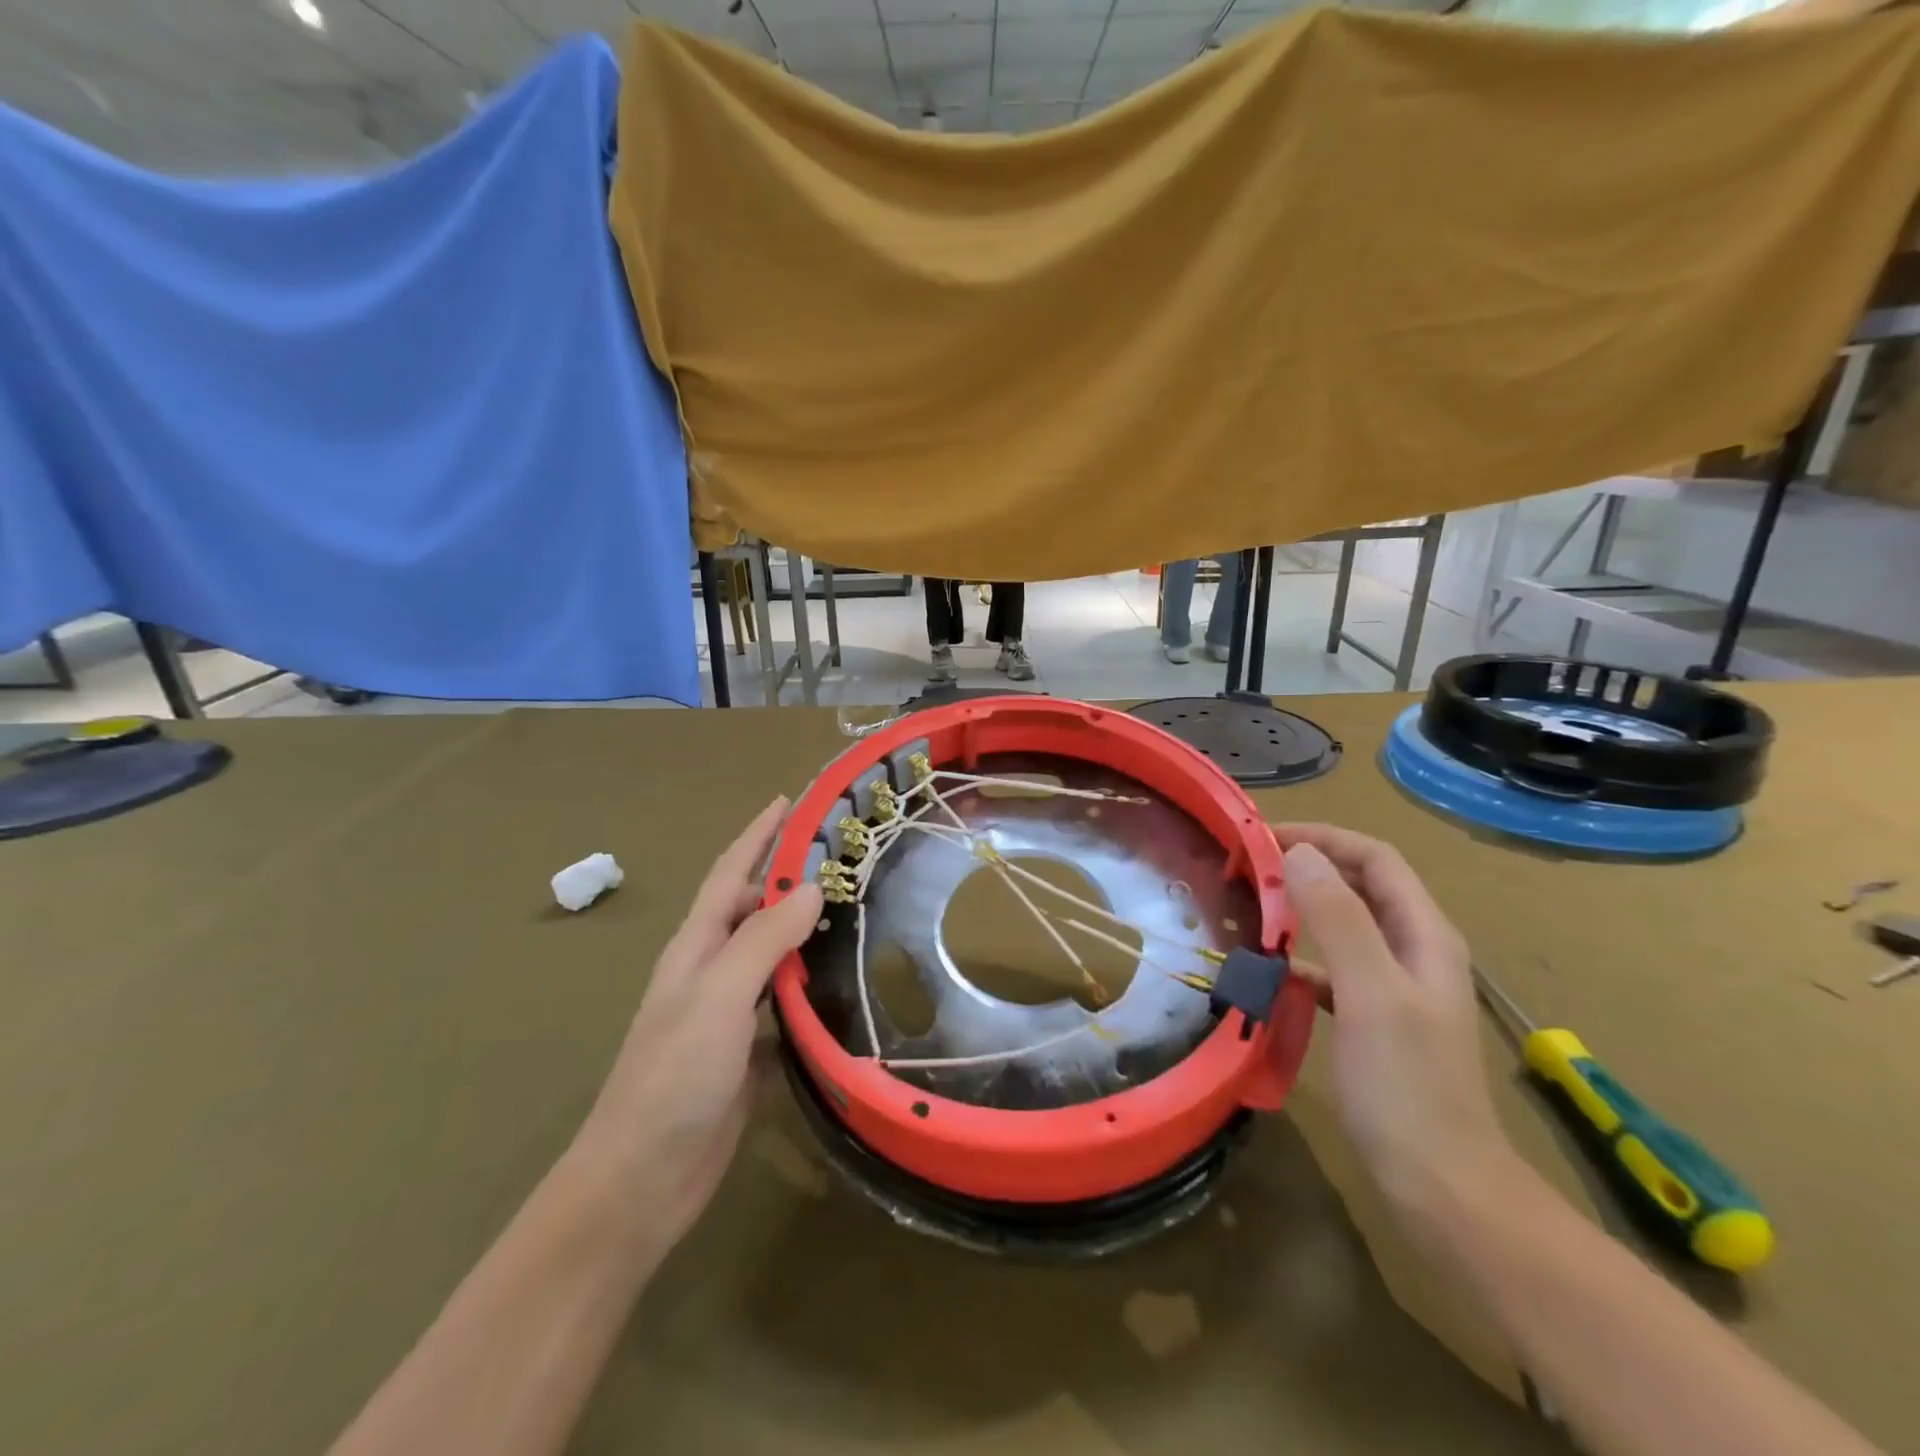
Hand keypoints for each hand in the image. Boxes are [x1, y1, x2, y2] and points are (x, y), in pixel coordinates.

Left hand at [571, 798, 822, 1259]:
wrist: (644, 1178)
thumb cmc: (674, 1077)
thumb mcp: (718, 997)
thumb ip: (763, 939)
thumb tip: (810, 887)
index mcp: (697, 946)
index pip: (731, 873)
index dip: (759, 834)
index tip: (792, 800)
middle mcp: (711, 968)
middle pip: (754, 906)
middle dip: (789, 873)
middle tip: (843, 853)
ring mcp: (729, 1009)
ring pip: (772, 950)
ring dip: (804, 923)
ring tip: (851, 903)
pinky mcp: (748, 1046)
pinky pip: (785, 996)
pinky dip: (811, 977)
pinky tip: (842, 975)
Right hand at [1272, 823, 1514, 1213]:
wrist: (1442, 1188)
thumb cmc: (1407, 1086)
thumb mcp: (1370, 993)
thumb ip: (1338, 918)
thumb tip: (1298, 853)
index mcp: (1424, 934)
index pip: (1374, 857)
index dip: (1322, 837)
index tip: (1262, 839)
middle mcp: (1413, 950)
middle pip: (1360, 885)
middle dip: (1308, 865)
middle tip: (1248, 867)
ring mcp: (1394, 987)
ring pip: (1344, 925)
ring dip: (1301, 908)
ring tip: (1251, 908)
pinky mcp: (1373, 1021)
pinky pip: (1332, 969)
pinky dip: (1301, 958)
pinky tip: (1269, 972)